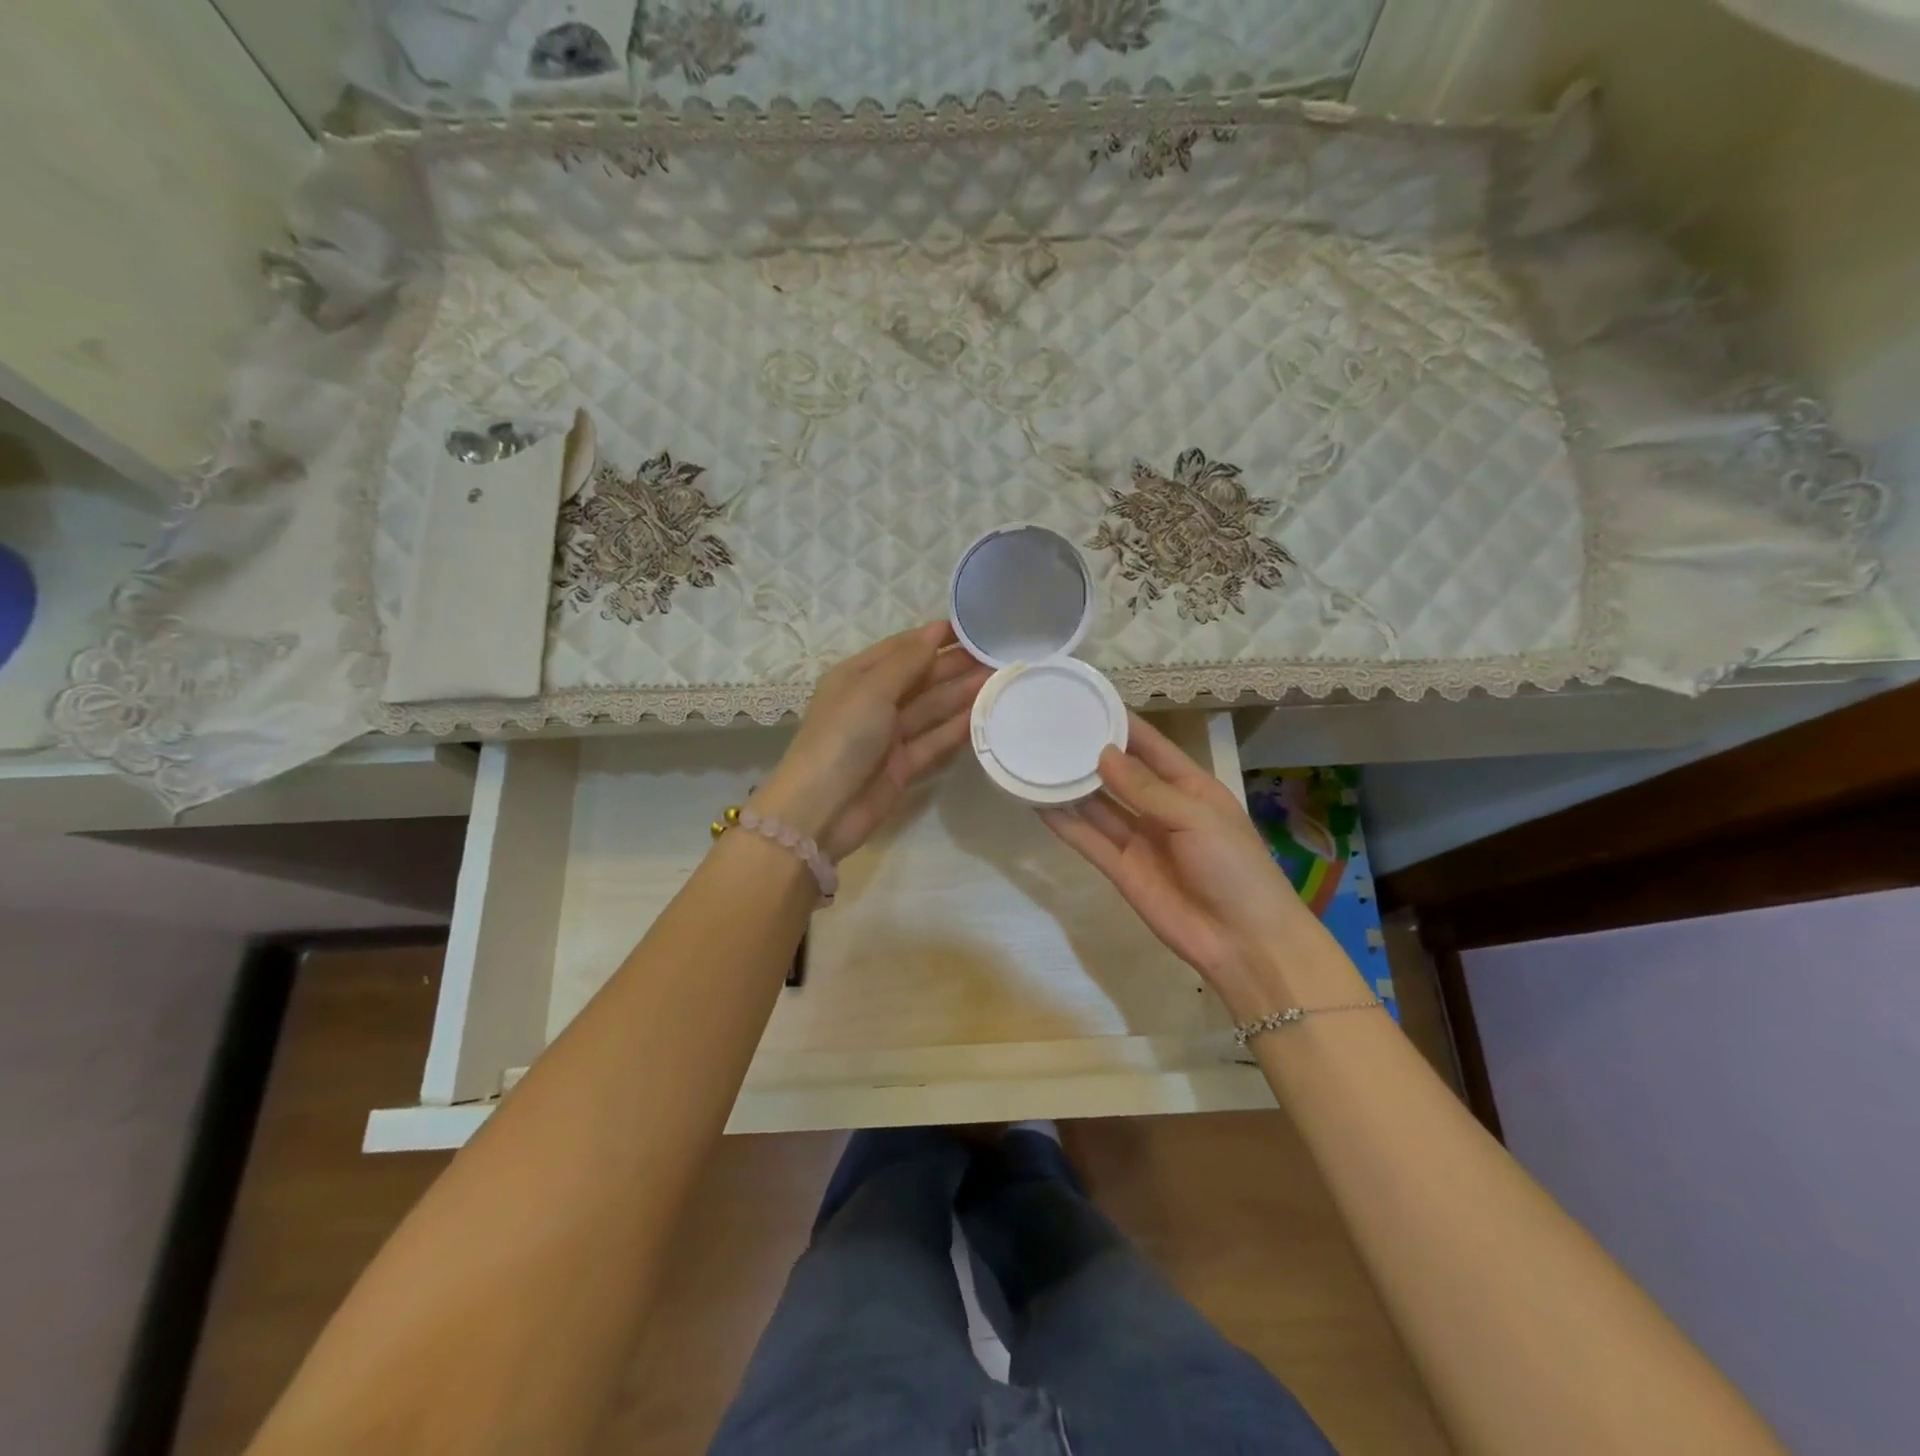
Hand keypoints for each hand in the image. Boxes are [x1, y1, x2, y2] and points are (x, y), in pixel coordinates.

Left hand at [760, 622, 989, 862]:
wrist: (820, 810)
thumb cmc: (841, 737)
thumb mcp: (870, 690)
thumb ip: (907, 662)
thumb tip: (935, 631)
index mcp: (857, 677)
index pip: (901, 648)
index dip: (934, 637)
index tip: (974, 628)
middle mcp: (873, 702)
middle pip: (920, 677)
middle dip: (954, 665)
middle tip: (997, 655)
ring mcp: (889, 736)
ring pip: (931, 708)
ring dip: (962, 694)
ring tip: (1000, 679)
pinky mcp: (903, 766)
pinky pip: (934, 740)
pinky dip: (957, 728)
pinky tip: (985, 714)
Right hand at [1040, 714, 1359, 1013]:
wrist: (1243, 942)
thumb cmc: (1233, 867)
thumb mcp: (1195, 817)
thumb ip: (1146, 788)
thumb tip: (1103, 754)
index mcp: (1190, 787)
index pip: (1151, 746)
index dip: (1122, 724)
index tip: (1088, 700)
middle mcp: (1161, 808)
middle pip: (1120, 773)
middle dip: (1091, 752)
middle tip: (1051, 728)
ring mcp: (1139, 839)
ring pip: (1099, 805)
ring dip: (1072, 786)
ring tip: (1037, 760)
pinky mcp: (1121, 869)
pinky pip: (1088, 840)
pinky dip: (1065, 824)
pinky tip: (1039, 803)